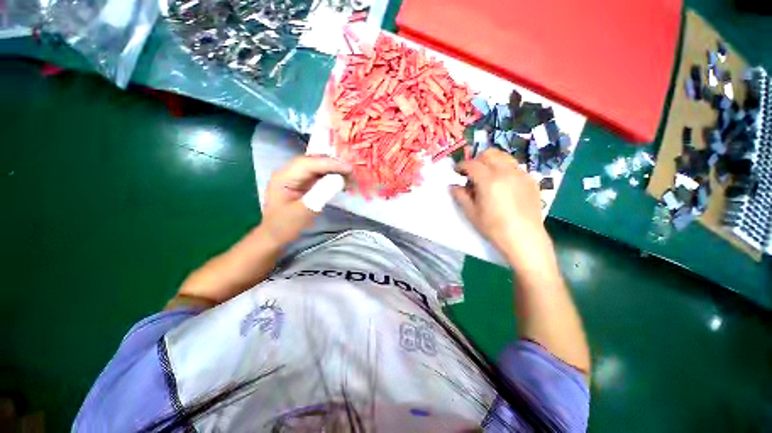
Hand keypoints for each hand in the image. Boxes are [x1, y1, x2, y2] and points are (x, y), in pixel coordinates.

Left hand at [261, 155, 351, 245]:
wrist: (274, 236)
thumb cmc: (285, 226)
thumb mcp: (303, 212)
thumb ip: (320, 194)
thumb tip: (339, 179)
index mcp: (284, 177)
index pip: (308, 164)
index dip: (330, 164)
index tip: (349, 168)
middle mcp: (289, 172)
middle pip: (313, 162)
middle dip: (333, 165)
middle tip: (352, 172)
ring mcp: (296, 177)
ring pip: (317, 167)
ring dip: (334, 170)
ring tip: (350, 177)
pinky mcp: (303, 183)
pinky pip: (318, 175)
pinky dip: (331, 176)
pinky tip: (341, 181)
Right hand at [451, 149, 548, 263]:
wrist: (524, 238)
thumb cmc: (494, 228)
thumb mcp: (472, 213)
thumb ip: (460, 196)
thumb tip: (453, 186)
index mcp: (488, 180)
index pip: (472, 164)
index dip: (461, 166)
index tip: (456, 171)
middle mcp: (506, 172)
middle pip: (489, 154)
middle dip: (476, 160)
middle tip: (471, 173)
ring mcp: (521, 174)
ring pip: (503, 156)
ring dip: (491, 161)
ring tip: (487, 175)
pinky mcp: (531, 180)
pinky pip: (514, 166)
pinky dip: (504, 168)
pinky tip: (502, 184)